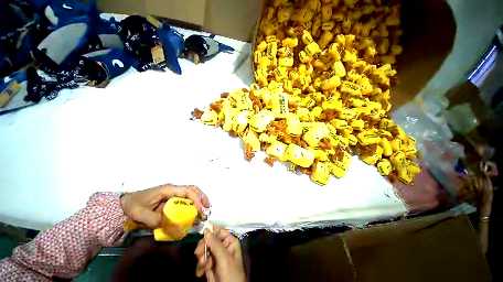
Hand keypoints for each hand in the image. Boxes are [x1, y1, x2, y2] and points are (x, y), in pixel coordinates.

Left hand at [120, 184, 209, 227]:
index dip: (196, 199)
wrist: (126, 202)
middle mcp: (174, 189)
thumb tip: (171, 225)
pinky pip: (185, 199)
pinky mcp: (172, 198)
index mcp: (169, 189)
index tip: (199, 210)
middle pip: (193, 189)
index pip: (187, 191)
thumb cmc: (133, 205)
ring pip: (191, 193)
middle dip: (202, 197)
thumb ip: (155, 220)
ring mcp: (173, 193)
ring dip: (199, 200)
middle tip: (208, 208)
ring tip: (204, 210)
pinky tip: (194, 212)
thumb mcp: (140, 213)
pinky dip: (192, 204)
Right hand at [195, 226, 244, 281]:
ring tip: (203, 267)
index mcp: (229, 241)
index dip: (210, 231)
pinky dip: (200, 267)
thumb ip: (215, 243)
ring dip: (201, 259)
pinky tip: (200, 273)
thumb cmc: (230, 273)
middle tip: (198, 254)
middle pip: (209, 241)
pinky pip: (202, 262)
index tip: (201, 232)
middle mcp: (223, 247)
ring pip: (204, 251)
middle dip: (203, 248)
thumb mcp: (224, 258)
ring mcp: (216, 257)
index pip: (219, 231)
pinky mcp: (210, 266)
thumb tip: (206, 229)